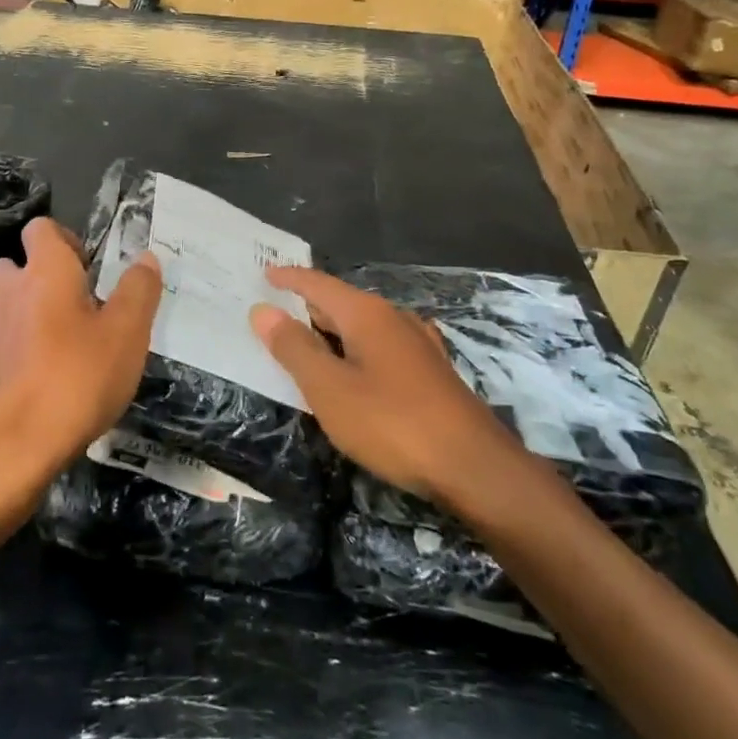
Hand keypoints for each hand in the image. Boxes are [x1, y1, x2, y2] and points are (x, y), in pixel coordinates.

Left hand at [0, 218, 161, 478]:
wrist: (14, 446)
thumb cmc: (77, 377)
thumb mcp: (127, 332)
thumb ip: (139, 290)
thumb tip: (146, 257)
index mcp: (45, 271)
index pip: (41, 228)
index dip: (66, 239)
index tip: (93, 267)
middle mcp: (11, 291)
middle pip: (17, 264)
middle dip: (43, 275)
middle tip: (81, 302)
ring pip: (9, 304)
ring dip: (33, 311)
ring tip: (70, 340)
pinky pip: (6, 341)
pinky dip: (24, 346)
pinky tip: (51, 373)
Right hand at [250, 267, 528, 506]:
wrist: (473, 466)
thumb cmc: (392, 423)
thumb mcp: (329, 388)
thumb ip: (294, 348)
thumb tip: (263, 311)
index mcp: (367, 314)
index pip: (318, 284)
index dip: (289, 278)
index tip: (265, 272)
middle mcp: (394, 319)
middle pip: (341, 303)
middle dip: (308, 305)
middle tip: (275, 310)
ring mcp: (418, 345)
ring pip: (363, 327)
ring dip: (332, 331)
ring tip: (306, 341)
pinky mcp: (431, 372)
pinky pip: (380, 347)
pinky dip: (355, 350)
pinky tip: (353, 370)